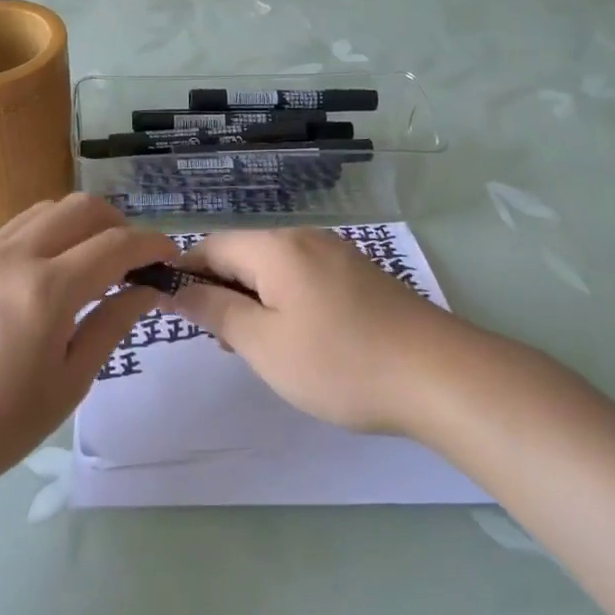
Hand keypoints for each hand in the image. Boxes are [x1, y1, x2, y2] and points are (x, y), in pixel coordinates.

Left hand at [0, 194, 177, 490]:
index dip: (151, 245)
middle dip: (117, 224)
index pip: (116, 245)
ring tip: (86, 263)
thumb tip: (146, 290)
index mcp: (47, 289)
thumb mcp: (69, 383)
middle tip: (129, 261)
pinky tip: (39, 281)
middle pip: (80, 208)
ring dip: (77, 225)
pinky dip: (41, 240)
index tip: (169, 257)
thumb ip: (111, 325)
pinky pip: (10, 233)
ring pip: (43, 211)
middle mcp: (13, 256)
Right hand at [157, 227, 482, 436]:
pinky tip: (301, 342)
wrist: (440, 377)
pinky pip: (305, 279)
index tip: (174, 315)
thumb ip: (214, 311)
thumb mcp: (263, 343)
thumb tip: (175, 288)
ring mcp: (338, 255)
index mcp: (276, 247)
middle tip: (225, 344)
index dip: (185, 276)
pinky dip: (287, 304)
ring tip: (261, 349)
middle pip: (243, 255)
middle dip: (222, 293)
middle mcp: (306, 238)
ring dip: (254, 302)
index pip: (210, 246)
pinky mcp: (361, 276)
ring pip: (274, 269)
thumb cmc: (339, 362)